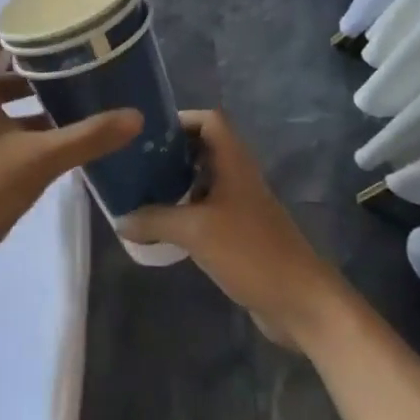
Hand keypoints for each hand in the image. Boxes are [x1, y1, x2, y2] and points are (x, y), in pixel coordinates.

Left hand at [0, 34, 141, 296]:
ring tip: (68, 106)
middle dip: (29, 72)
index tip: (45, 30)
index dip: (9, 33)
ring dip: (28, 106)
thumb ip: (86, 137)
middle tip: (68, 69)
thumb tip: (134, 116)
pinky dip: (22, 135)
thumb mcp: (38, 160)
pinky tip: (52, 149)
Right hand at [119, 110, 345, 347]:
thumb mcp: (196, 231)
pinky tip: (161, 227)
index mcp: (234, 163)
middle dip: (170, 152)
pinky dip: (184, 212)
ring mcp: (241, 206)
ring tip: (140, 192)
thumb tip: (120, 219)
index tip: (147, 133)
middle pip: (204, 149)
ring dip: (175, 183)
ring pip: (204, 181)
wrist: (299, 301)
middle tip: (135, 163)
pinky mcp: (240, 233)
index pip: (210, 121)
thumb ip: (155, 220)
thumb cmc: (250, 252)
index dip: (181, 119)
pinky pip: (207, 211)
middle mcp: (238, 177)